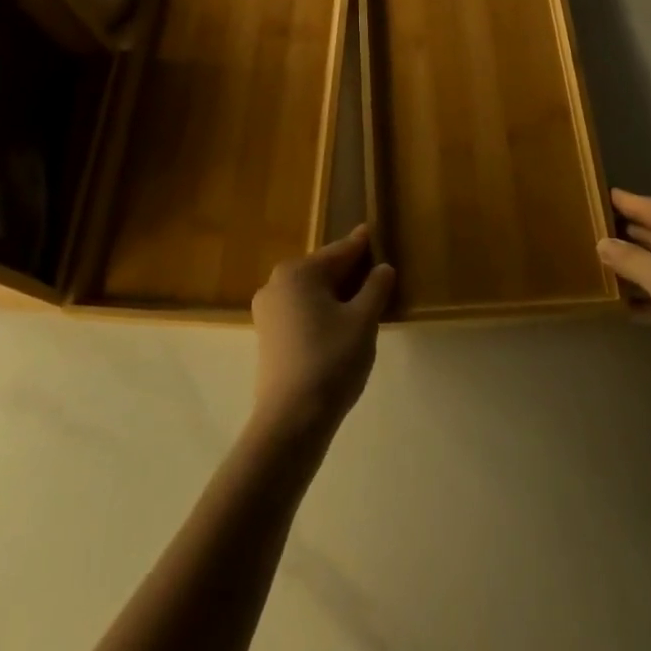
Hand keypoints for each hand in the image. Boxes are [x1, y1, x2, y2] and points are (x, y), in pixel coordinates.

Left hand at [250, 225, 394, 437]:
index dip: (362, 245)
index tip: (373, 231)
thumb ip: (375, 288)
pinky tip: (341, 323)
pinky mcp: (267, 336)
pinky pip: (301, 310)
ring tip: (365, 298)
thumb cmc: (331, 360)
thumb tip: (383, 268)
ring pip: (311, 292)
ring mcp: (267, 311)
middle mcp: (277, 283)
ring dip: (336, 293)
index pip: (340, 252)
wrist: (291, 419)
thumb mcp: (363, 320)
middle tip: (377, 271)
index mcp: (298, 271)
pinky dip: (321, 311)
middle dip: (350, 271)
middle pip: (323, 270)